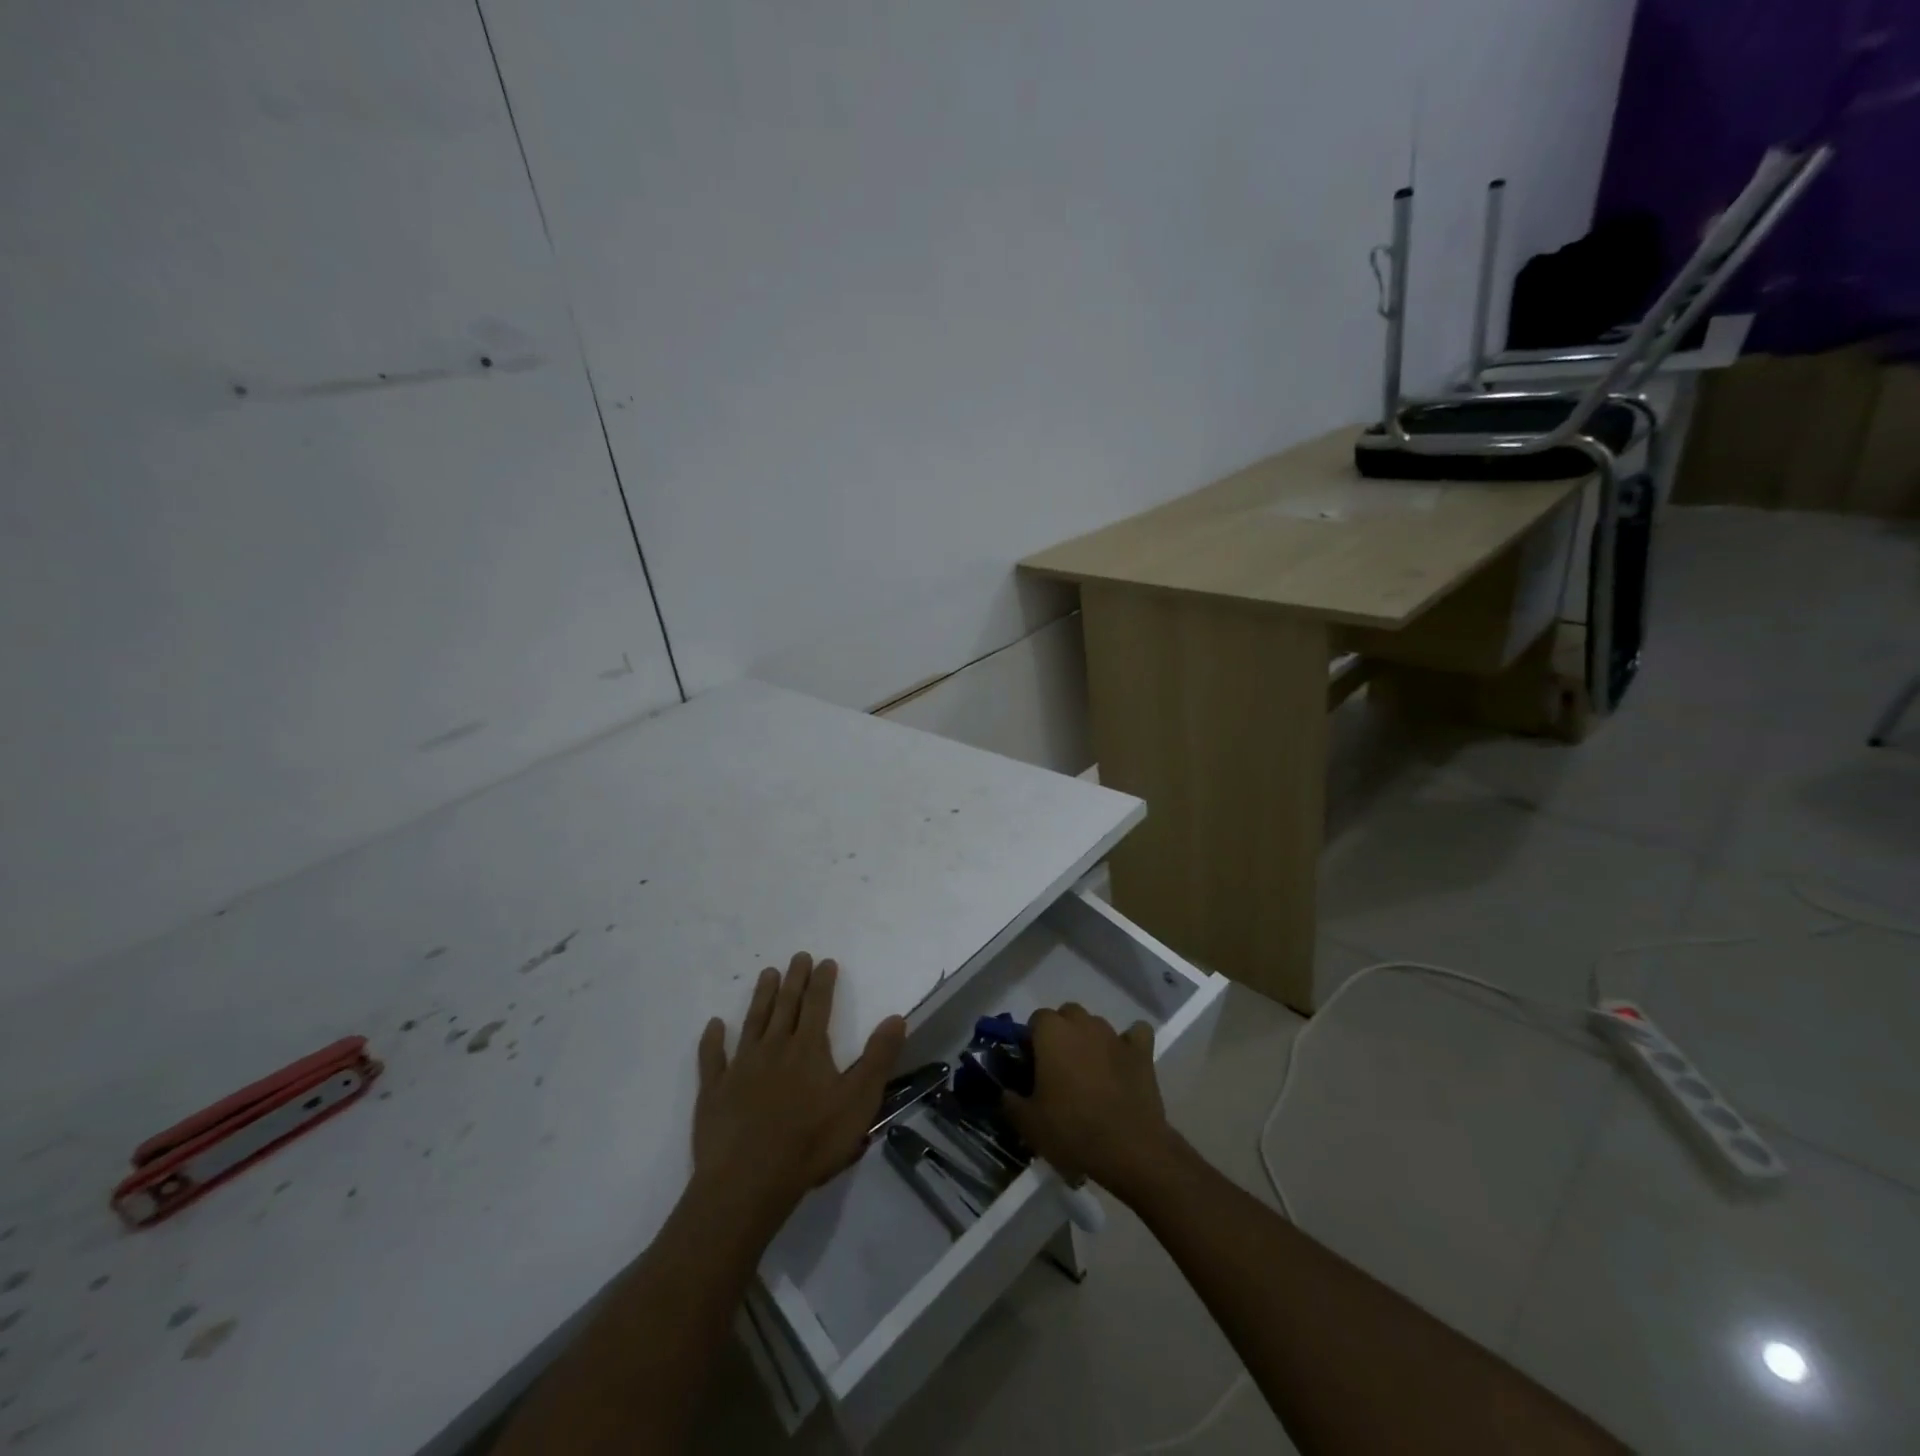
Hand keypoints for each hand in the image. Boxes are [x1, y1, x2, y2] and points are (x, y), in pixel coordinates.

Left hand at [693, 953, 905, 1224]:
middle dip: (794, 979)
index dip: (823, 981)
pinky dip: (713, 1039)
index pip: (818, 1005)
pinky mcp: (714, 1091)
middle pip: (785, 1005)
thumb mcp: (858, 1101)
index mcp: (808, 1049)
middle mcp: (774, 1048)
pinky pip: (712, 1058)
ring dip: (761, 997)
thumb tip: (896, 1017)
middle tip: (798, 957)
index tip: (825, 961)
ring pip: (753, 1022)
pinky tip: (714, 1025)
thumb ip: (878, 1058)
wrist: (749, 1181)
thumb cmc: (811, 1142)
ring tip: (767, 974)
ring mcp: (740, 1067)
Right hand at [1004, 1003, 1184, 1202]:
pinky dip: (1129, 1043)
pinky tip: (1124, 1060)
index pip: (1035, 1019)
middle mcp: (1082, 1024)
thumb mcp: (1028, 1124)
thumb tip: (1005, 1092)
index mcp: (1052, 1033)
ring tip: (1089, 1072)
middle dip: (1061, 1034)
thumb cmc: (1072, 1131)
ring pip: (1096, 1024)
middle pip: (1067, 1015)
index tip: (1032, 1066)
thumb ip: (1010, 1101)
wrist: (1130, 1151)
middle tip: (1058, 1068)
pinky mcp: (1142, 1052)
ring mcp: (1114, 1036)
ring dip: (1089, 1039)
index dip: (1032, 1041)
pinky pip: (1135, 1034)